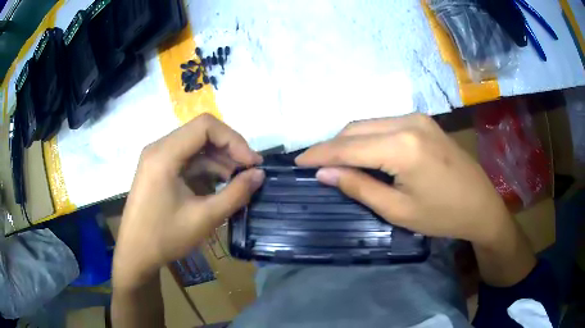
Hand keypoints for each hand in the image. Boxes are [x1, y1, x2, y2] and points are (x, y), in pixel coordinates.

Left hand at [113, 114, 263, 288]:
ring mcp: (157, 158)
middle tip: (249, 171)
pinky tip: (219, 184)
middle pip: (201, 133)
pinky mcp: (158, 169)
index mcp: (164, 154)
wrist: (136, 254)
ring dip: (219, 159)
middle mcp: (159, 148)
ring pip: (195, 146)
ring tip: (238, 180)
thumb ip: (235, 194)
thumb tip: (260, 174)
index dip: (234, 140)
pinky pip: (187, 159)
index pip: (205, 126)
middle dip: (229, 149)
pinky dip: (206, 168)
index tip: (251, 163)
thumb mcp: (204, 218)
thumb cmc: (165, 238)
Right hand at [296, 113, 511, 245]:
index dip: (319, 154)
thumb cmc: (442, 216)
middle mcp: (407, 122)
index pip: (347, 147)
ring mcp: (417, 118)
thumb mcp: (397, 210)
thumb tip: (324, 173)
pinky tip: (364, 153)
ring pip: (369, 123)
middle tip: (314, 165)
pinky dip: (367, 137)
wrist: (481, 205)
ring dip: (349, 140)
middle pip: (355, 128)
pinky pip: (385, 124)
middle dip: (331, 146)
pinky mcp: (424, 121)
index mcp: (402, 147)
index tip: (296, 162)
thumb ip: (359, 186)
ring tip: (336, 161)